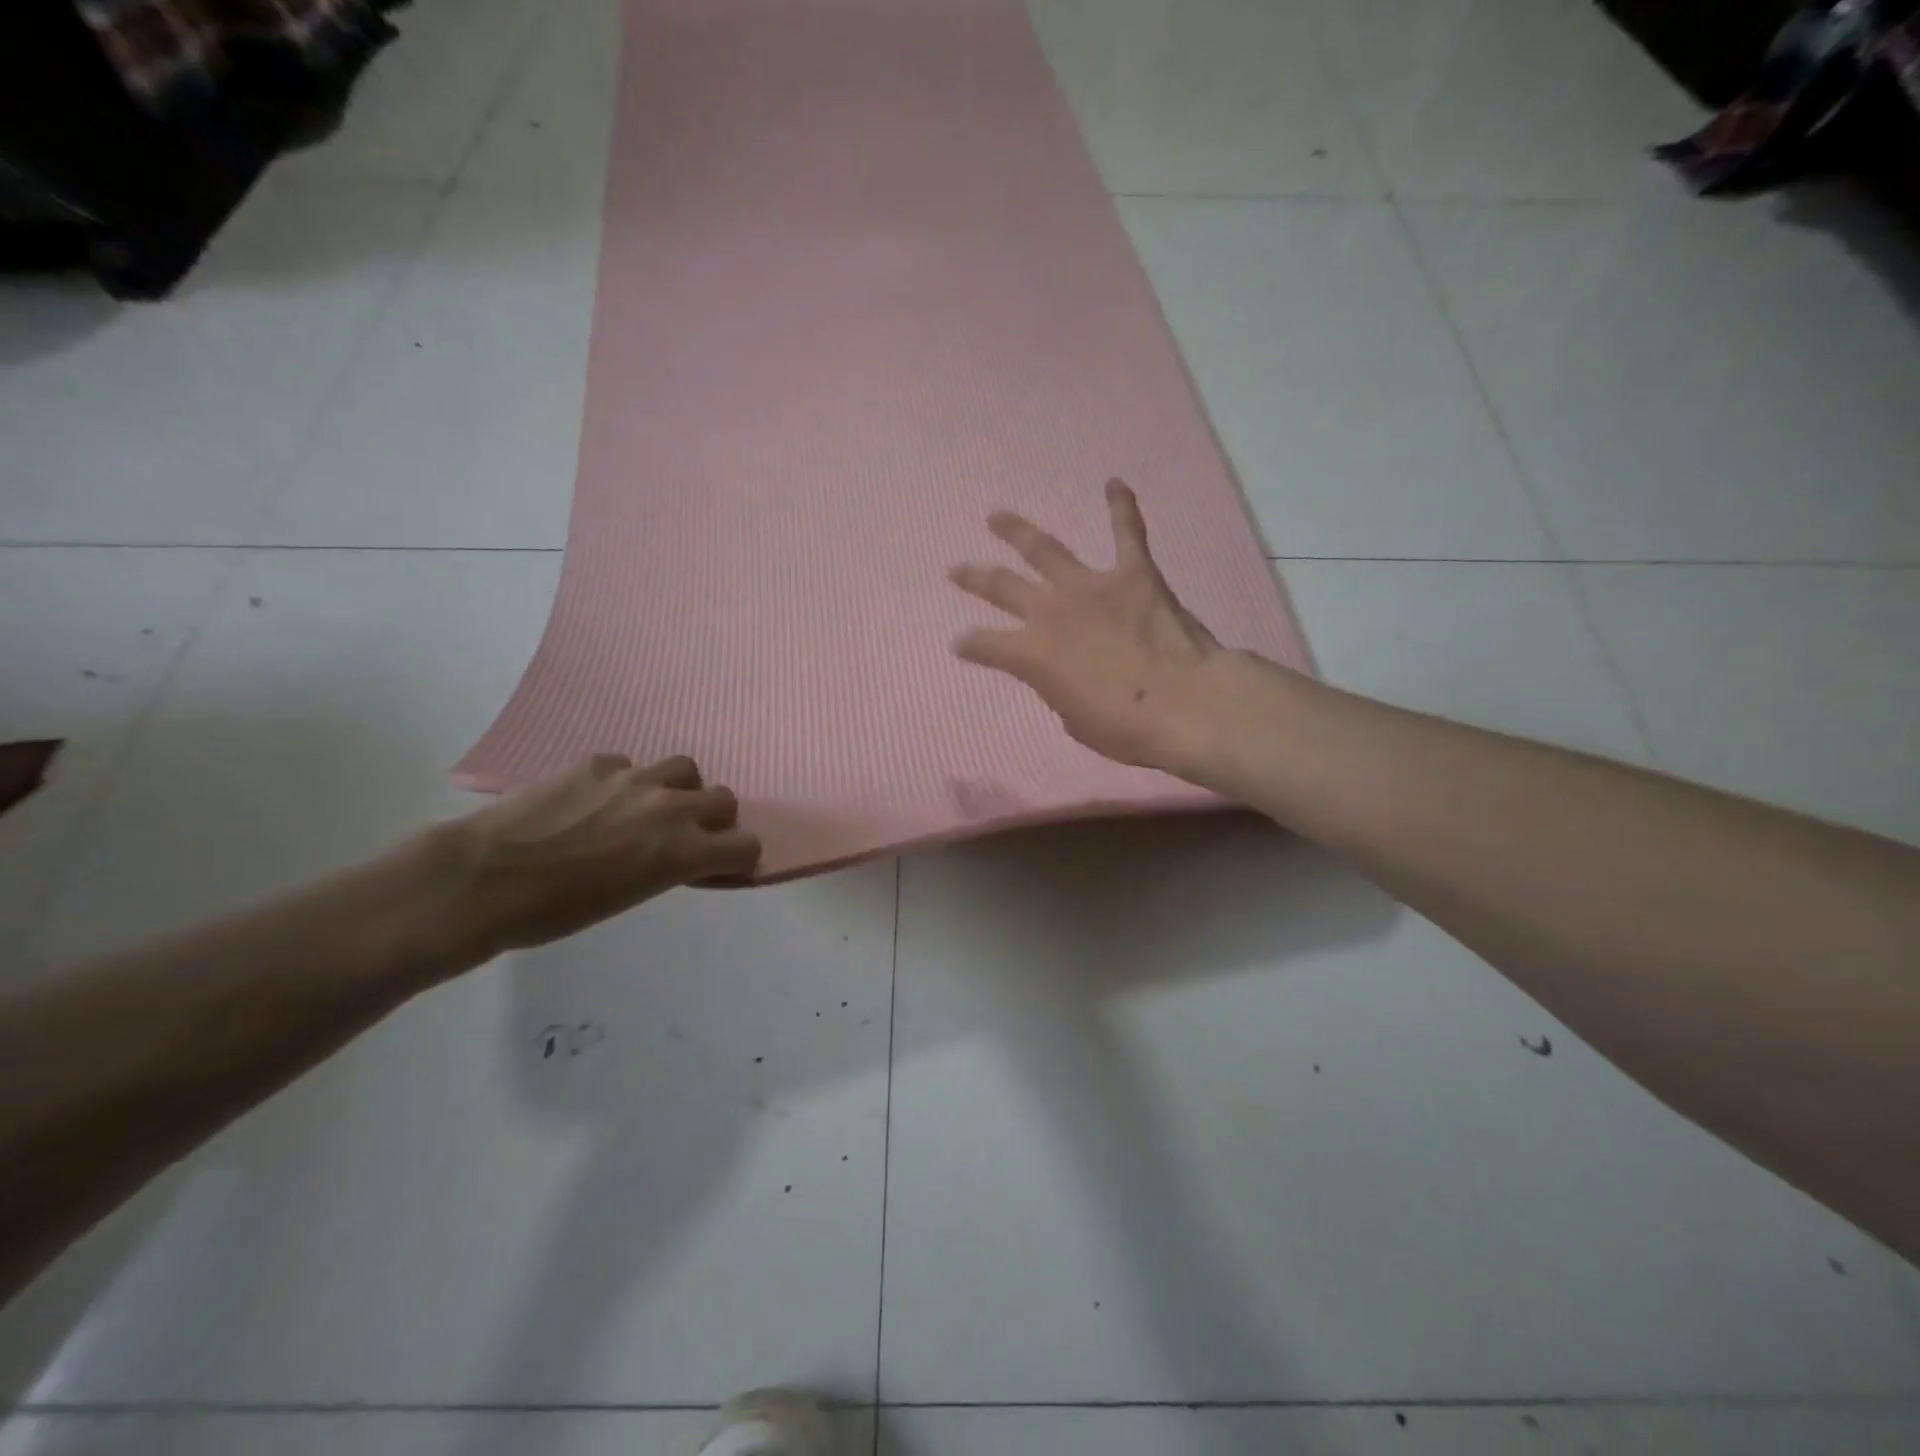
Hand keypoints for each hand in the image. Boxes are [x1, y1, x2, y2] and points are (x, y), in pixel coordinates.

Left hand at [428, 754, 759, 958]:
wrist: (480, 880)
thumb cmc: (554, 913)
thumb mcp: (630, 897)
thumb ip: (668, 867)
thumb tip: (677, 855)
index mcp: (682, 851)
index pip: (746, 845)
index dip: (737, 857)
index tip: (718, 866)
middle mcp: (669, 807)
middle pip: (724, 799)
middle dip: (713, 819)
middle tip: (683, 837)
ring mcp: (633, 778)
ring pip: (684, 769)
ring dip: (677, 789)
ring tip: (646, 809)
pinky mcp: (597, 762)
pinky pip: (630, 765)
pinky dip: (624, 783)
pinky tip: (593, 802)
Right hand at [950, 479, 1240, 777]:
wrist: (1184, 704)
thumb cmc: (1126, 727)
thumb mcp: (1076, 720)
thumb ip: (1060, 690)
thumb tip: (1065, 676)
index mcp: (1032, 654)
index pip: (986, 644)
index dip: (970, 645)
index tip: (958, 644)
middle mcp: (1052, 612)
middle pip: (1003, 586)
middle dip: (976, 578)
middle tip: (957, 569)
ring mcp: (1092, 587)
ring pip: (1045, 549)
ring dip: (1018, 531)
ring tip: (997, 516)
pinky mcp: (1135, 574)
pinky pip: (1127, 532)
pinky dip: (1121, 507)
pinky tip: (1114, 483)